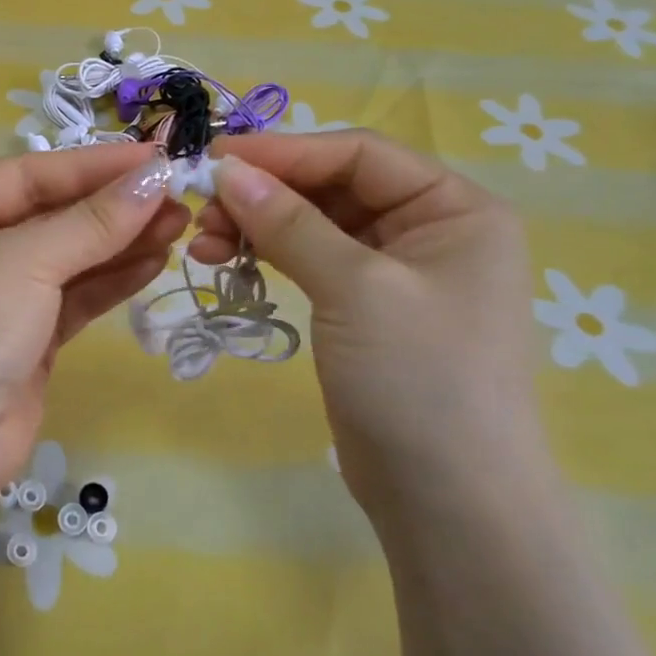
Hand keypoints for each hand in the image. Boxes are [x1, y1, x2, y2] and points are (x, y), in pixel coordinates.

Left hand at [0, 146, 189, 495]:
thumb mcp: (28, 261)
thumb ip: (94, 221)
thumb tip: (156, 177)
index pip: (31, 173)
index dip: (95, 164)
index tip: (157, 159)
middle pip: (52, 213)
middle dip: (113, 206)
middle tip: (178, 195)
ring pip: (68, 255)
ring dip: (121, 241)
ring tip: (178, 224)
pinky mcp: (24, 336)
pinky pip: (72, 295)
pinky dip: (110, 279)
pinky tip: (154, 261)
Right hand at [189, 133, 548, 524]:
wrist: (450, 505)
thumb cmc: (420, 380)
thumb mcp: (355, 288)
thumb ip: (289, 222)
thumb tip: (226, 170)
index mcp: (454, 208)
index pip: (358, 153)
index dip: (284, 151)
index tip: (214, 159)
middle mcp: (428, 229)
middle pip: (331, 186)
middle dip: (264, 193)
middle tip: (201, 208)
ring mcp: (394, 272)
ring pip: (312, 224)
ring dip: (256, 225)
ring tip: (202, 242)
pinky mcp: (362, 308)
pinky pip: (308, 260)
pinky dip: (266, 255)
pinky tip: (223, 260)